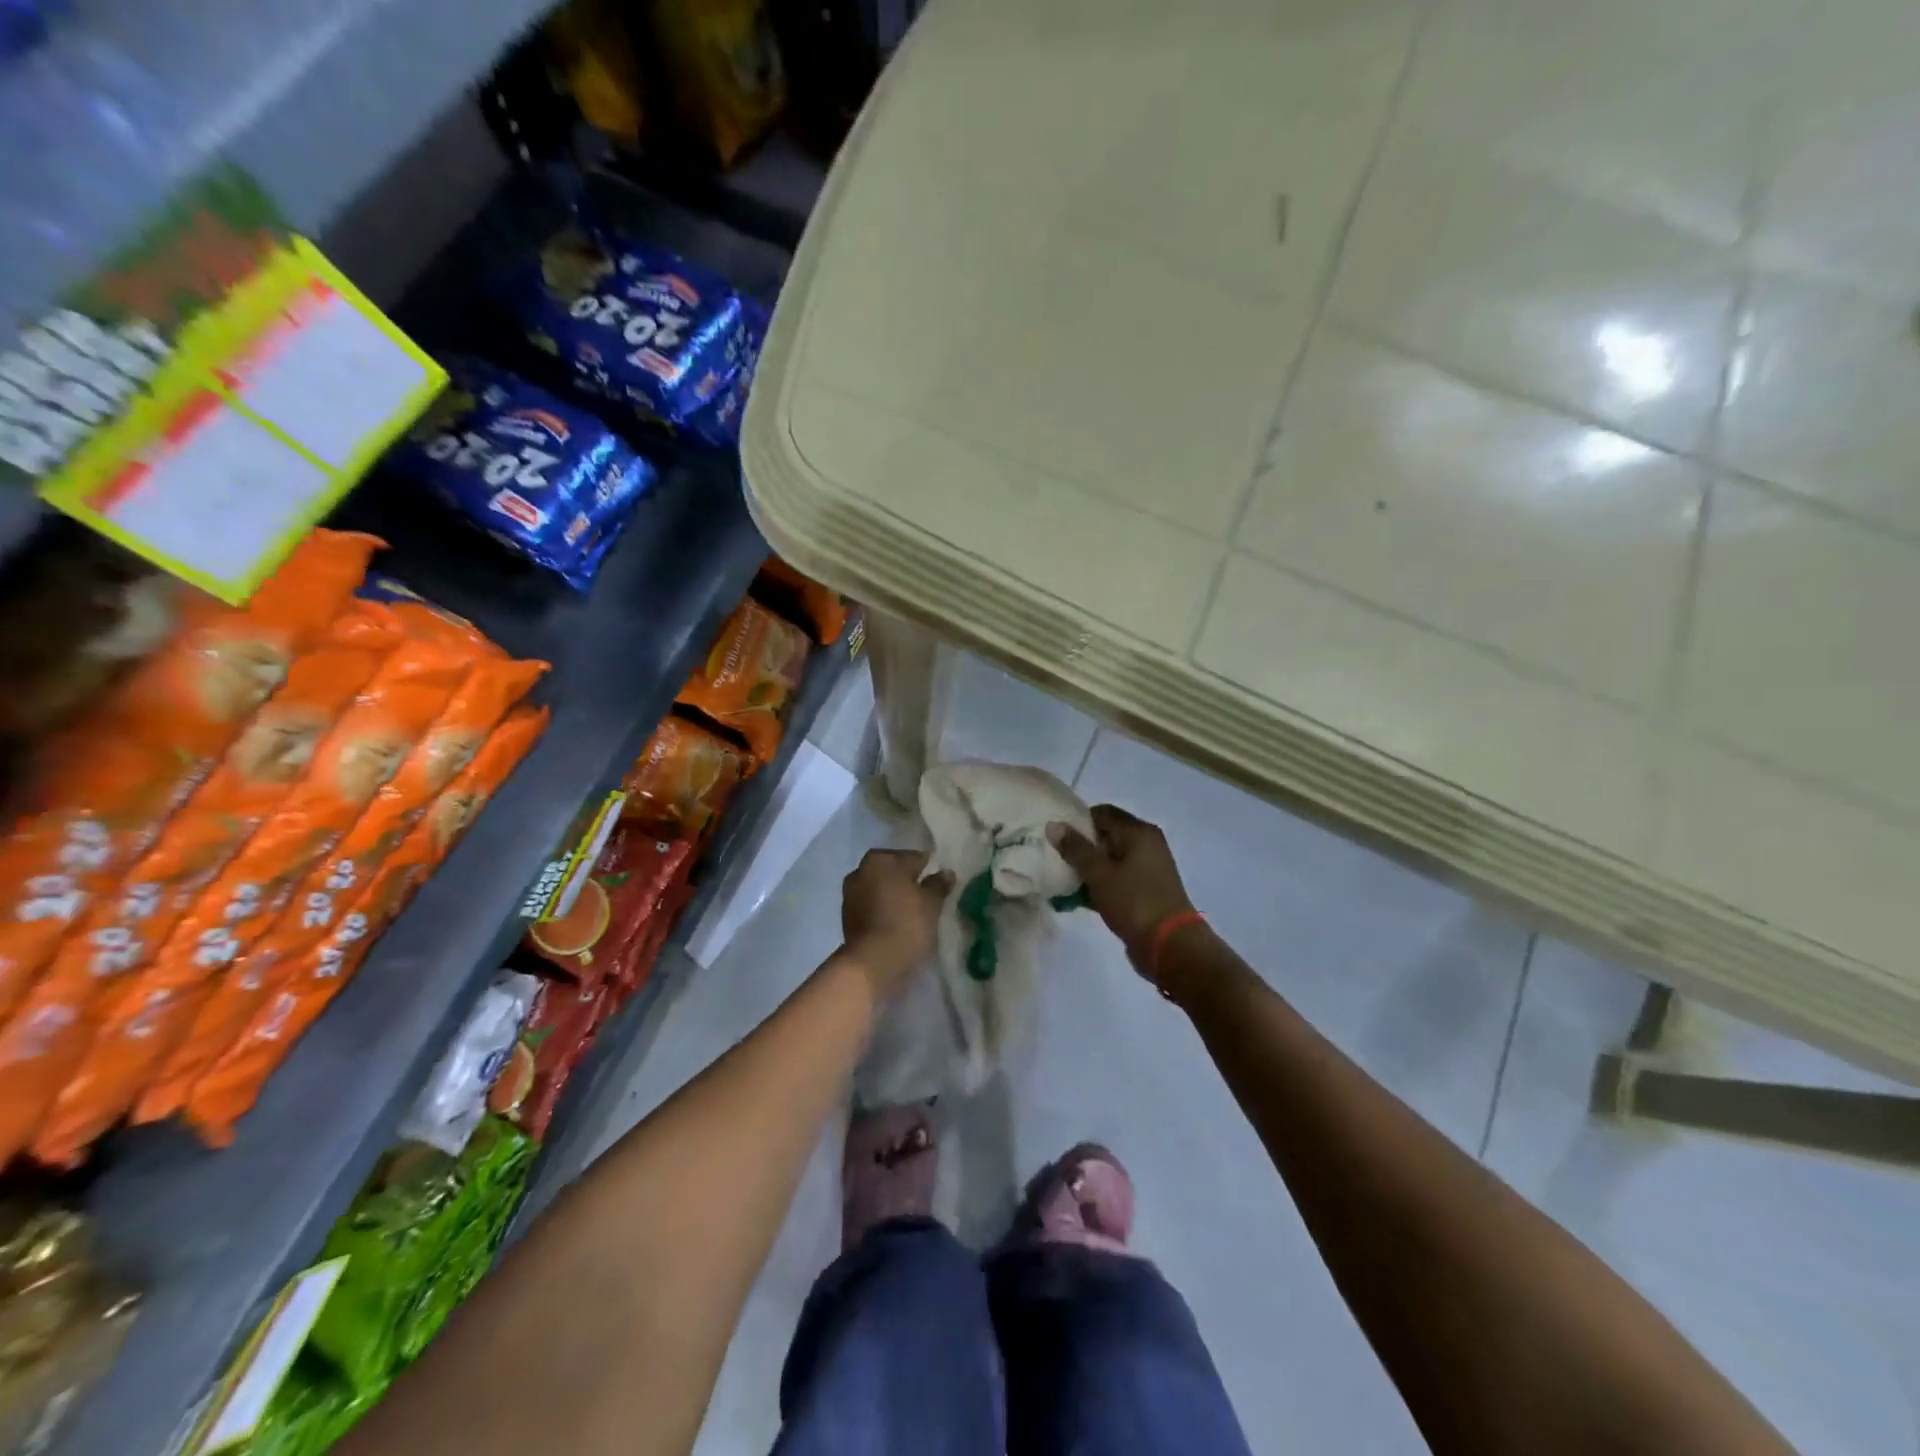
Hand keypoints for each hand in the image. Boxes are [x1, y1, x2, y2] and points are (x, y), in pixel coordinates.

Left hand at [840, 849, 948, 992]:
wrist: (872, 963)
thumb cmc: (906, 923)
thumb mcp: (931, 903)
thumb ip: (938, 884)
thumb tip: (946, 872)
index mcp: (881, 859)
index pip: (914, 858)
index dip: (929, 870)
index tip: (940, 884)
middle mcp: (861, 870)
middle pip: (894, 872)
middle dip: (909, 882)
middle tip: (928, 899)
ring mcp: (850, 894)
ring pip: (881, 890)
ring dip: (895, 897)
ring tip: (914, 914)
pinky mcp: (847, 917)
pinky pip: (873, 907)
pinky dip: (884, 911)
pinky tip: (898, 924)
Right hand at [1049, 806, 1196, 971]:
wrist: (1170, 946)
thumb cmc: (1134, 902)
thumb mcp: (1099, 873)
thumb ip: (1075, 848)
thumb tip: (1053, 824)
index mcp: (1139, 832)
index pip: (1102, 813)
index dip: (1077, 821)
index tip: (1055, 836)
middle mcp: (1146, 845)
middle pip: (1106, 836)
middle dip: (1079, 847)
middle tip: (1053, 858)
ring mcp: (1147, 869)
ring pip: (1109, 861)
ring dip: (1087, 869)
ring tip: (1060, 879)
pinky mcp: (1144, 891)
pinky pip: (1116, 880)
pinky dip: (1099, 885)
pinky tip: (1076, 898)